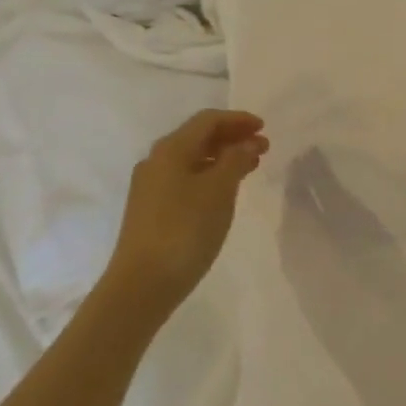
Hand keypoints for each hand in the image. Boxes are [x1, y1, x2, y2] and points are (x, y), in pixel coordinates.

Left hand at [107, 109, 269, 311]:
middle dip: (232, 138)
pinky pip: (185, 179)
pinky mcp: (150, 210)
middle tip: (262, 148)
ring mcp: (150, 187)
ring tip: (249, 168)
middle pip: (198, 137)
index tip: (264, 128)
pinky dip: (209, 176)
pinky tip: (223, 192)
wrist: (141, 285)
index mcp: (171, 149)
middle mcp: (156, 161)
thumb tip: (247, 142)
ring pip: (192, 160)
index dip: (237, 120)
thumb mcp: (219, 191)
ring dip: (222, 158)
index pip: (207, 120)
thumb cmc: (185, 230)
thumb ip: (236, 160)